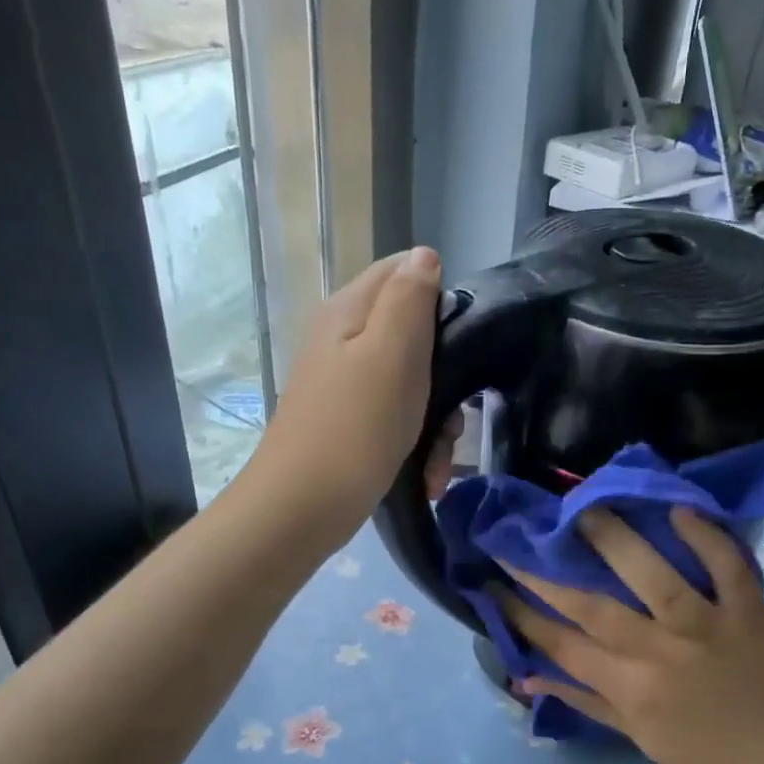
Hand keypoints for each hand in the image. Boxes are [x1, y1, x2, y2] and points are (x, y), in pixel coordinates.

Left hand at [248, 246, 459, 542]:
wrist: (303, 508)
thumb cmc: (356, 428)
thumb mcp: (392, 353)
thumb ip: (410, 299)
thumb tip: (424, 256)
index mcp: (350, 311)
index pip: (403, 272)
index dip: (440, 300)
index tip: (460, 344)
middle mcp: (344, 340)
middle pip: (414, 335)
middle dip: (445, 376)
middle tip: (453, 414)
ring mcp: (346, 384)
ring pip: (412, 384)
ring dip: (436, 422)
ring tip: (439, 459)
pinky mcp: (351, 423)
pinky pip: (397, 419)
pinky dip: (417, 445)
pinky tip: (426, 476)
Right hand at [496, 506, 763, 763]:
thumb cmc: (704, 754)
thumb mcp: (637, 737)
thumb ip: (583, 701)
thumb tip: (527, 678)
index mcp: (632, 689)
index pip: (563, 646)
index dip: (523, 615)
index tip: (494, 584)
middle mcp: (662, 653)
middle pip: (593, 607)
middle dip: (546, 575)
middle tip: (517, 540)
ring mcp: (708, 627)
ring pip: (655, 577)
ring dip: (616, 540)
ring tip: (584, 509)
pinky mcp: (750, 611)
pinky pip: (728, 567)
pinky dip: (707, 537)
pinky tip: (678, 510)